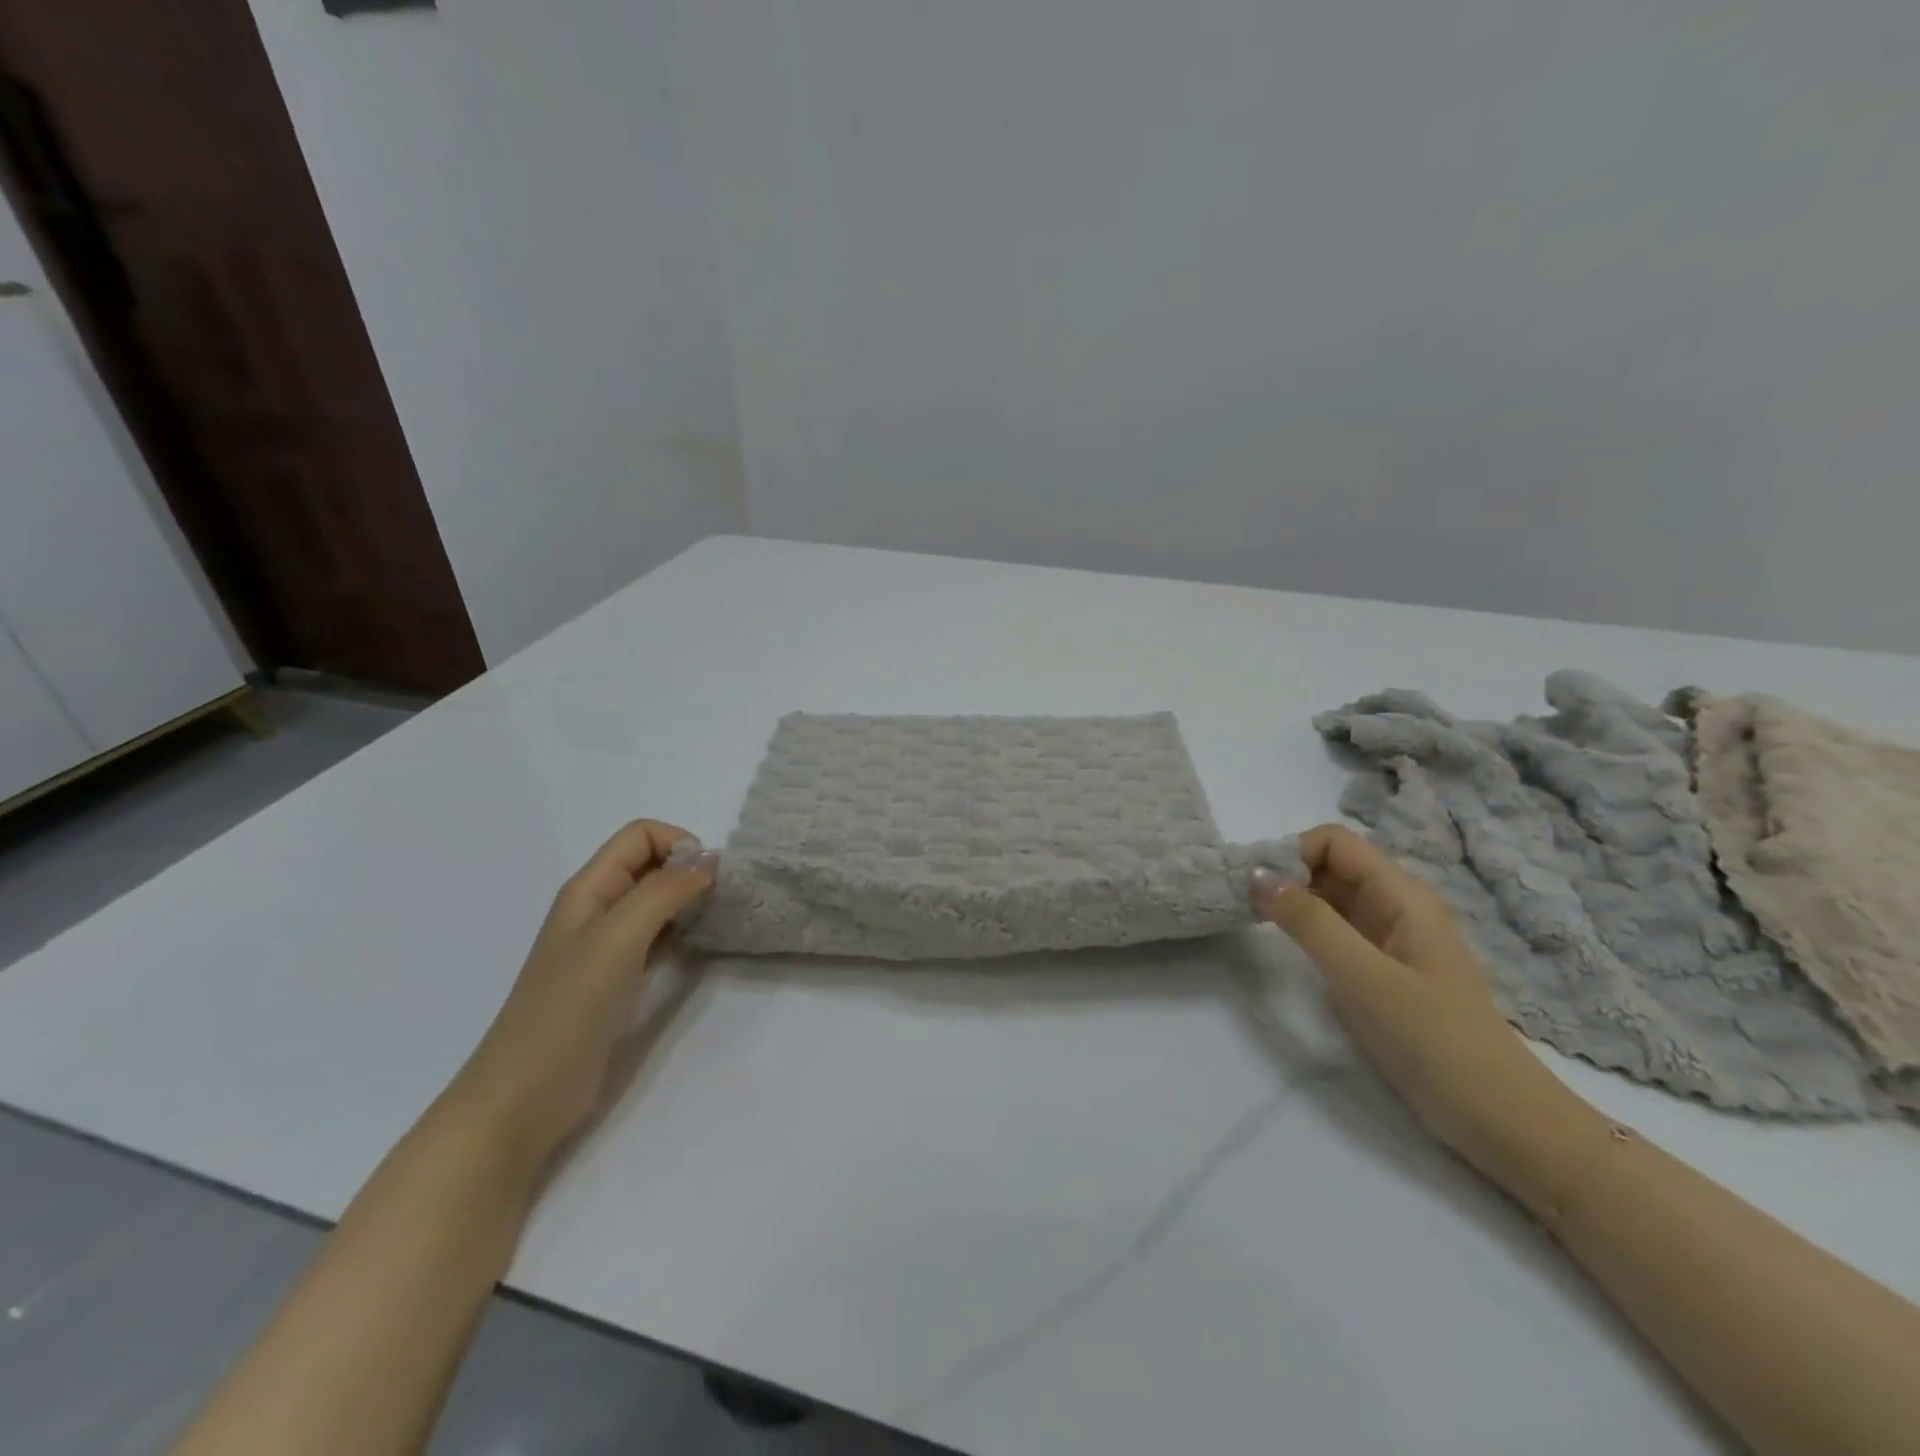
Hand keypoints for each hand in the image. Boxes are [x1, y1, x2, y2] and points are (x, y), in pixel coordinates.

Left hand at [444, 820, 716, 1164]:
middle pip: (650, 863)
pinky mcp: (616, 979)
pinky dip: (682, 932)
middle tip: (720, 901)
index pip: (641, 835)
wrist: (523, 1096)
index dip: (679, 844)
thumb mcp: (619, 938)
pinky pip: (656, 937)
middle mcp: (597, 908)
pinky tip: (698, 949)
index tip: (708, 880)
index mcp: (589, 888)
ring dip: (689, 900)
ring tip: (716, 922)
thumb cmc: (568, 1008)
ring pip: (656, 901)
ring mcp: (606, 946)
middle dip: (690, 870)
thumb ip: (664, 891)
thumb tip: (709, 860)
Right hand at [1252, 824, 1583, 1169]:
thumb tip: (1256, 874)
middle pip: (1332, 865)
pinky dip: (1309, 929)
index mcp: (1402, 896)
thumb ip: (1309, 922)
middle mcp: (1398, 907)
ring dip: (1295, 902)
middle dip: (1287, 875)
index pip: (1335, 841)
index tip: (1258, 888)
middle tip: (1248, 907)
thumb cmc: (1433, 1040)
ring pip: (1333, 897)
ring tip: (1259, 925)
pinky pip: (1340, 930)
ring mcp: (1394, 939)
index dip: (1292, 853)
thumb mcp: (1363, 977)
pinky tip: (1291, 951)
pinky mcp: (1386, 970)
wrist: (1500, 1120)